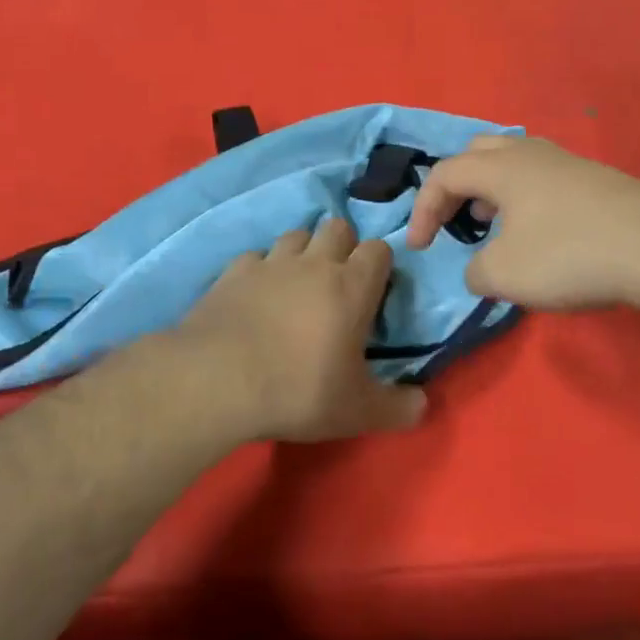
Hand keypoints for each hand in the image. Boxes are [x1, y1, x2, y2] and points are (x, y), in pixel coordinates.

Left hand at [171, 219, 427, 442]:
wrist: (216, 381)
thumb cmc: (298, 390)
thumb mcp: (357, 412)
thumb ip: (397, 408)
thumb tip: (423, 405)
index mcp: (351, 286)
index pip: (378, 249)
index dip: (380, 265)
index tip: (375, 292)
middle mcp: (313, 263)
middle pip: (338, 227)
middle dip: (343, 246)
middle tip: (338, 283)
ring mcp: (270, 263)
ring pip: (295, 234)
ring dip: (302, 251)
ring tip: (297, 284)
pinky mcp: (232, 273)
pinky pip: (255, 257)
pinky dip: (261, 269)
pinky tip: (255, 294)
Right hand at [405, 135, 639, 310]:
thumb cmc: (569, 254)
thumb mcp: (504, 275)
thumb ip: (476, 271)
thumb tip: (480, 269)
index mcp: (501, 168)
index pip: (444, 175)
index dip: (422, 210)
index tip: (419, 248)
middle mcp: (532, 154)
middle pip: (478, 152)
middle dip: (456, 186)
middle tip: (454, 219)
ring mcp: (569, 163)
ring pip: (514, 163)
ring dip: (491, 191)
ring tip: (492, 225)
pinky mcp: (598, 181)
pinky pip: (543, 179)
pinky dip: (524, 200)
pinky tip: (539, 233)